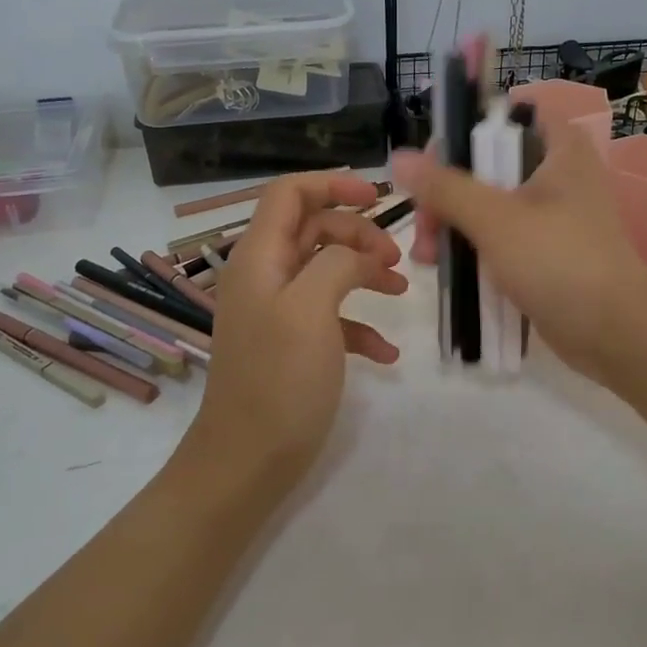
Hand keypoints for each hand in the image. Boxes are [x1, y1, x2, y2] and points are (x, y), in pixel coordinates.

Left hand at [181, 172, 407, 491]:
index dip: (331, 184)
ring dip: (363, 272)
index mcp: (259, 258)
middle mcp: (265, 277)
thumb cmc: (278, 380)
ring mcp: (277, 312)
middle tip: (394, 258)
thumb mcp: (310, 310)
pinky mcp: (292, 345)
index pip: (289, 194)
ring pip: (326, 270)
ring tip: (399, 290)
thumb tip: (359, 254)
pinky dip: (359, 324)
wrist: (246, 463)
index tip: (376, 198)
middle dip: (357, 234)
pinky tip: (386, 353)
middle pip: (314, 229)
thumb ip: (337, 264)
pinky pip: (330, 316)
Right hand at [394, 118, 646, 382]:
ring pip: (489, 207)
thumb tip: (399, 158)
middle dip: (447, 194)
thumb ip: (446, 187)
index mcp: (559, 148)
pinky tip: (445, 271)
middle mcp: (557, 175)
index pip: (506, 117)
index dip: (466, 132)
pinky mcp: (546, 254)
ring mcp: (552, 217)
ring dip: (453, 226)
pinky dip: (473, 251)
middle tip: (423, 224)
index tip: (433, 163)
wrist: (616, 333)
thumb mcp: (496, 219)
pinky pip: (500, 241)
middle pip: (488, 166)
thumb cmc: (559, 260)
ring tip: (425, 257)